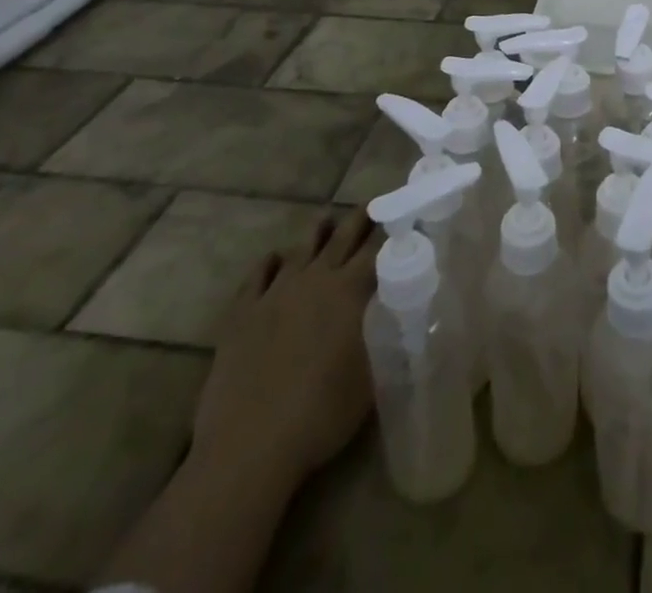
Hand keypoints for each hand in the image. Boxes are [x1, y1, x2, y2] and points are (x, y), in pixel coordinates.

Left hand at [190, 209, 380, 487]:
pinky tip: (276, 258)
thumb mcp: (372, 379)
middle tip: (370, 204)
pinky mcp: (243, 313)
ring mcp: (275, 293)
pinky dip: (271, 262)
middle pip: (342, 237)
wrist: (249, 447)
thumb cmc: (321, 415)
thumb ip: (389, 340)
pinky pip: (259, 274)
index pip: (378, 249)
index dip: (393, 231)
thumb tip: (408, 319)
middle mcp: (315, 280)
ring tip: (327, 220)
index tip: (404, 217)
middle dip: (359, 219)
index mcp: (350, 291)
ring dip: (318, 233)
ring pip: (302, 248)